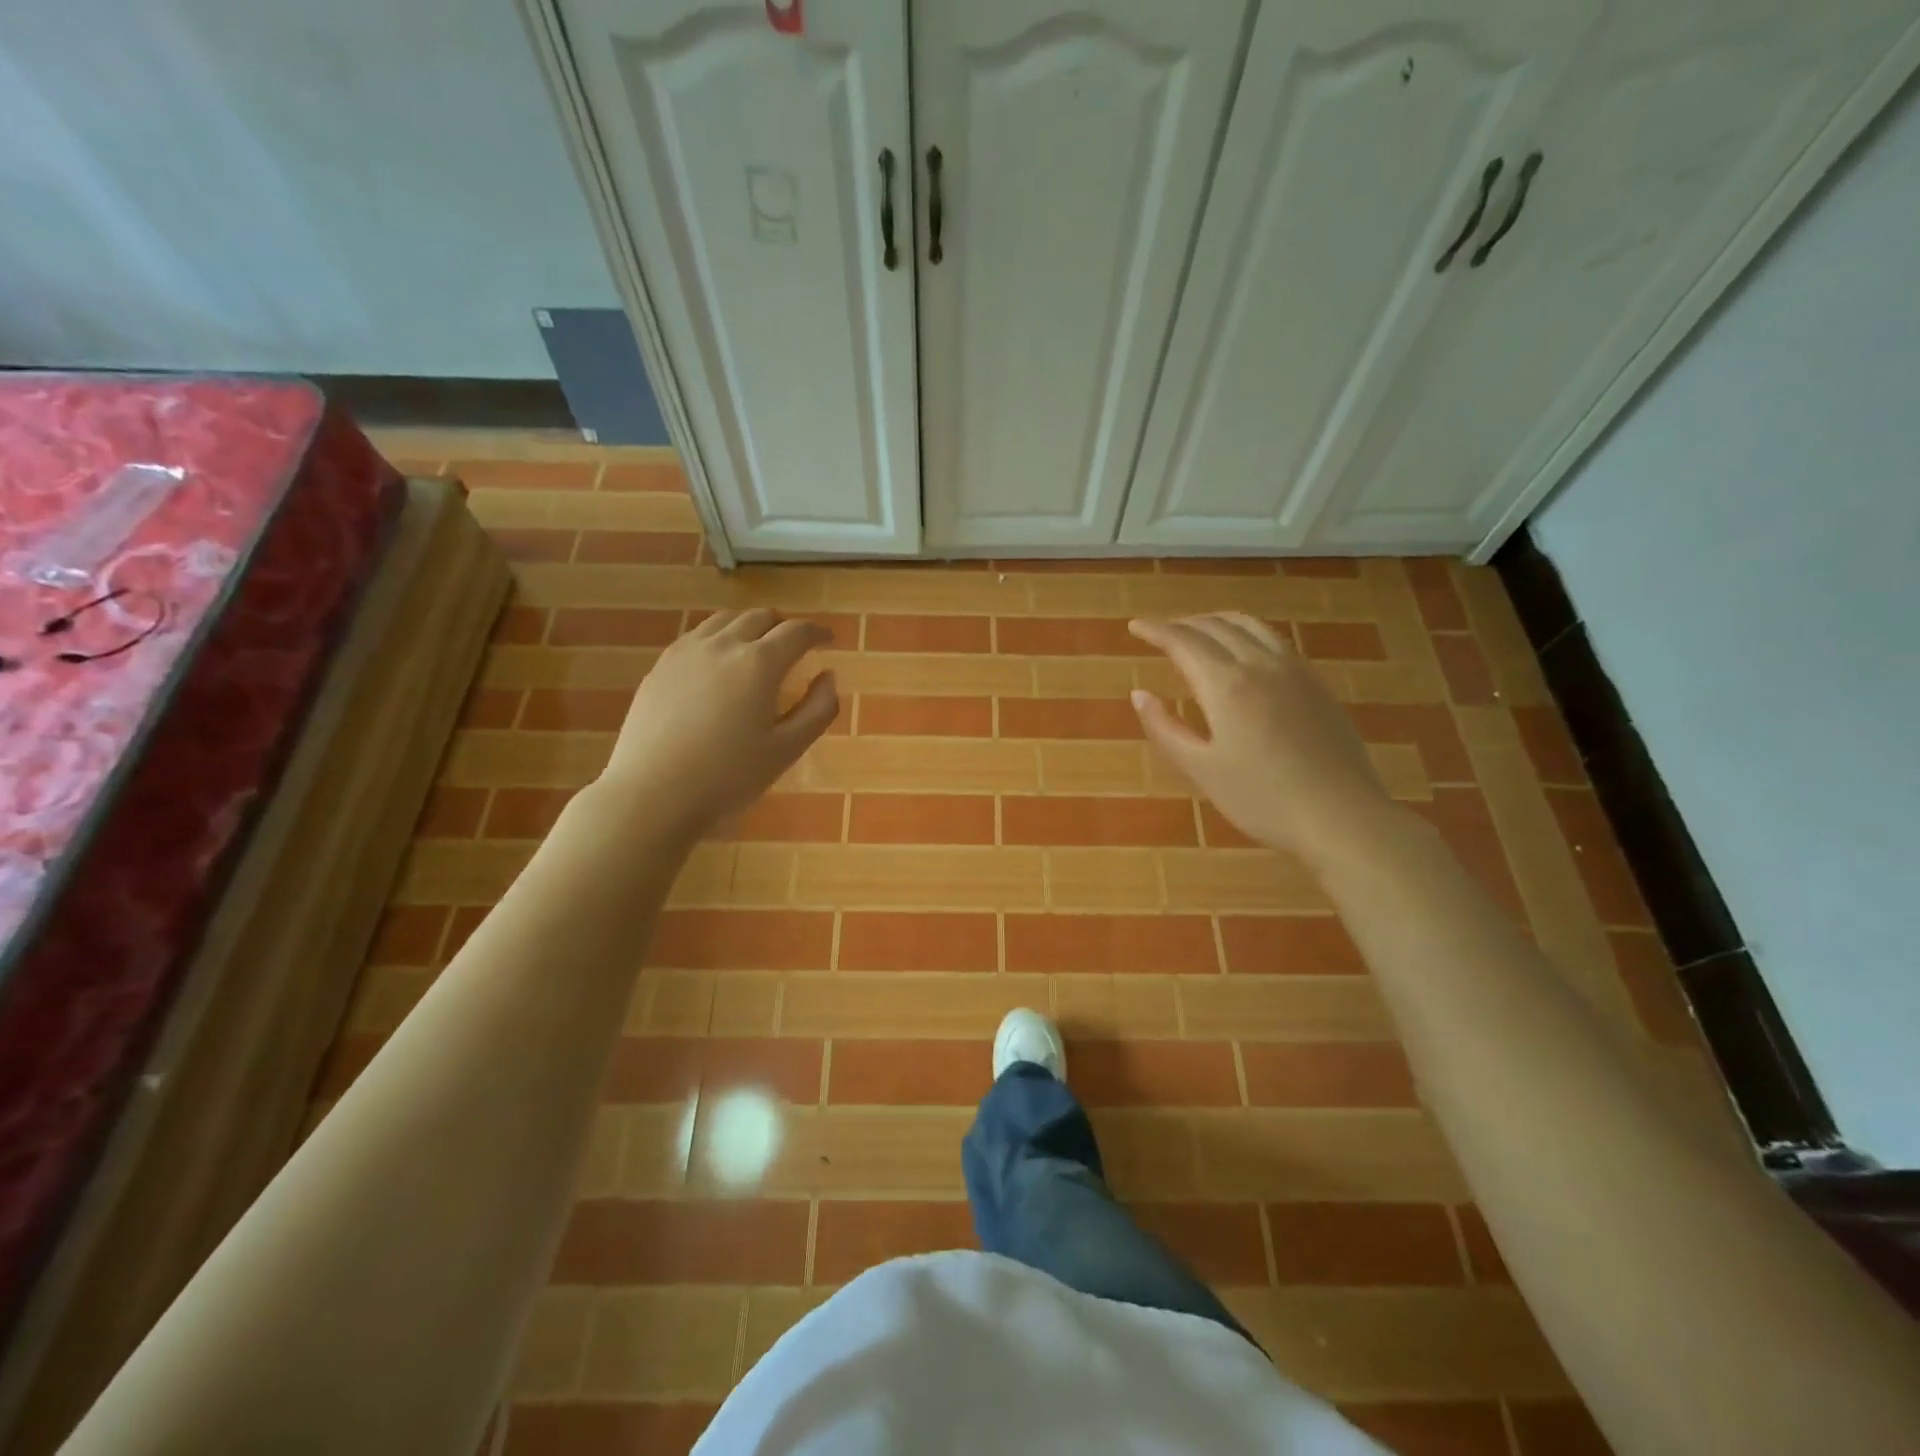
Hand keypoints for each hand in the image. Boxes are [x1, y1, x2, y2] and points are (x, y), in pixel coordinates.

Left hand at [600, 608, 839, 834]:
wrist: (652, 793)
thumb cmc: (728, 776)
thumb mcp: (787, 750)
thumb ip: (817, 710)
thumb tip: (828, 677)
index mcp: (760, 663)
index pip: (796, 632)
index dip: (817, 632)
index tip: (828, 639)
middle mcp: (723, 645)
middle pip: (760, 617)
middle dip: (783, 626)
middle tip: (795, 645)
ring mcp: (686, 652)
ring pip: (725, 620)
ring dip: (749, 626)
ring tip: (757, 647)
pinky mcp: (660, 666)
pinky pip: (696, 636)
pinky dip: (719, 637)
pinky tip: (718, 662)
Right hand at [1128, 613, 1392, 857]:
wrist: (1342, 817)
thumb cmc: (1261, 799)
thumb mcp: (1201, 769)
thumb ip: (1165, 728)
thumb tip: (1139, 695)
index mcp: (1226, 685)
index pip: (1183, 642)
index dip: (1155, 630)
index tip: (1134, 626)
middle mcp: (1260, 665)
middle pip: (1216, 626)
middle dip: (1183, 624)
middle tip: (1161, 632)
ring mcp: (1295, 671)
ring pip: (1250, 626)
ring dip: (1217, 621)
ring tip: (1199, 631)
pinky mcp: (1317, 684)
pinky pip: (1275, 640)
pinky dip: (1247, 633)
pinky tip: (1245, 652)